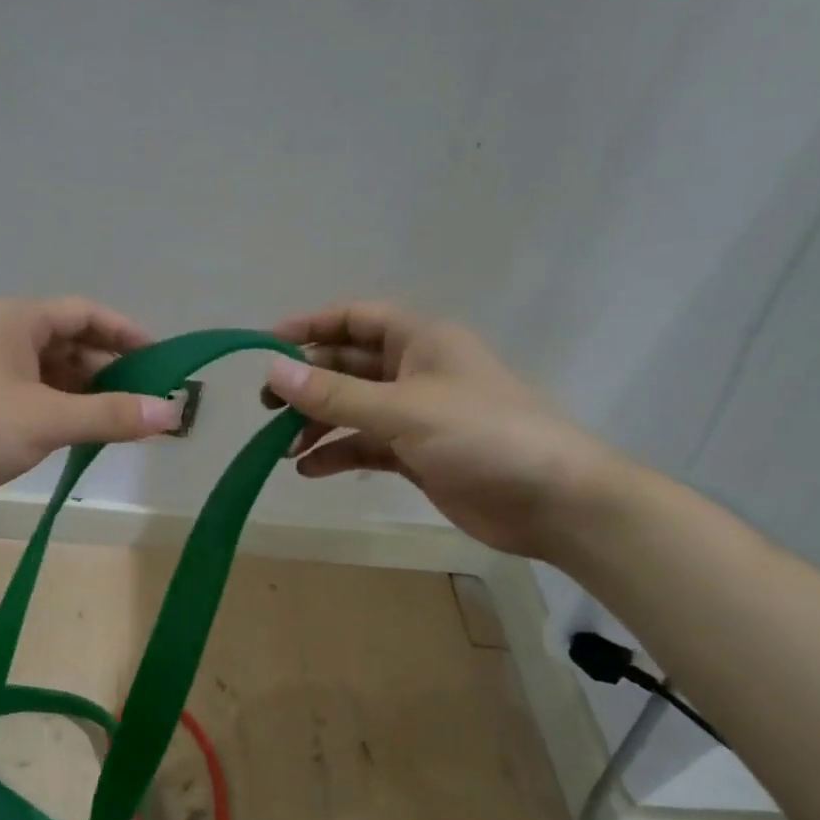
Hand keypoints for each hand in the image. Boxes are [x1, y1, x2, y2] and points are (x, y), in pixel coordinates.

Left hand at [0, 297, 181, 517]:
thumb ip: (111, 415)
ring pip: (49, 370)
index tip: (161, 361)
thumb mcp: (47, 420)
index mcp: (15, 319)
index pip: (85, 312)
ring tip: (119, 422)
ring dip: (84, 392)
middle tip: (145, 400)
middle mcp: (0, 333)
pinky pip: (30, 393)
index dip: (127, 333)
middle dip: (108, 369)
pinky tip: (77, 434)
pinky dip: (58, 407)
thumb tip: (171, 412)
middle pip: (68, 341)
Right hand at [263, 303, 625, 558]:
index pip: (354, 319)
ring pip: (352, 408)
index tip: (265, 346)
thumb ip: (334, 393)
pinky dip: (337, 454)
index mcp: (420, 341)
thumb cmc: (482, 435)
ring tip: (282, 446)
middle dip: (307, 383)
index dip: (310, 326)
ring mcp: (416, 414)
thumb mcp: (402, 409)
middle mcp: (415, 371)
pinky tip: (309, 470)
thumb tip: (271, 370)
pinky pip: (365, 445)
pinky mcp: (417, 454)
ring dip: (317, 423)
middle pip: (347, 366)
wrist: (554, 501)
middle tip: (266, 406)